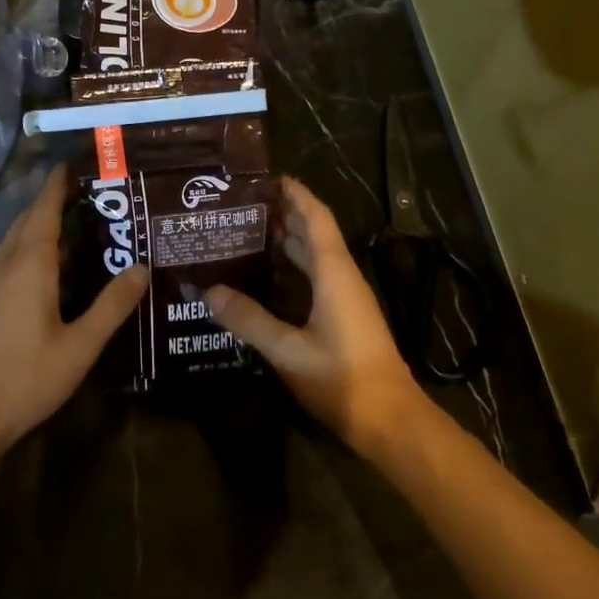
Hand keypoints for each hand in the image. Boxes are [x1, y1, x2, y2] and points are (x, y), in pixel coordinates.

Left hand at [0, 166, 149, 459]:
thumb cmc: (25, 377)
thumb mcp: (80, 345)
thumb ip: (112, 306)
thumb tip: (141, 268)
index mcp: (30, 264)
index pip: (43, 210)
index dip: (57, 185)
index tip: (74, 164)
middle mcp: (6, 264)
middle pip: (27, 220)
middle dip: (52, 202)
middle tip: (86, 195)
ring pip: (15, 240)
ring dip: (39, 225)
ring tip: (74, 226)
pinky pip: (9, 259)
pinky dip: (30, 248)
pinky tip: (50, 269)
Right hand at [207, 176, 425, 458]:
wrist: (390, 421)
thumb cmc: (342, 379)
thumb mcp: (288, 350)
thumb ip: (248, 319)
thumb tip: (208, 291)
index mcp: (334, 273)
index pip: (315, 218)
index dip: (294, 194)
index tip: (265, 177)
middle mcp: (341, 277)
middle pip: (312, 233)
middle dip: (282, 213)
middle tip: (240, 204)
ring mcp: (345, 298)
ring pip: (314, 256)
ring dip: (285, 240)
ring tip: (245, 230)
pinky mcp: (343, 317)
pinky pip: (314, 277)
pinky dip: (290, 267)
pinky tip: (265, 275)